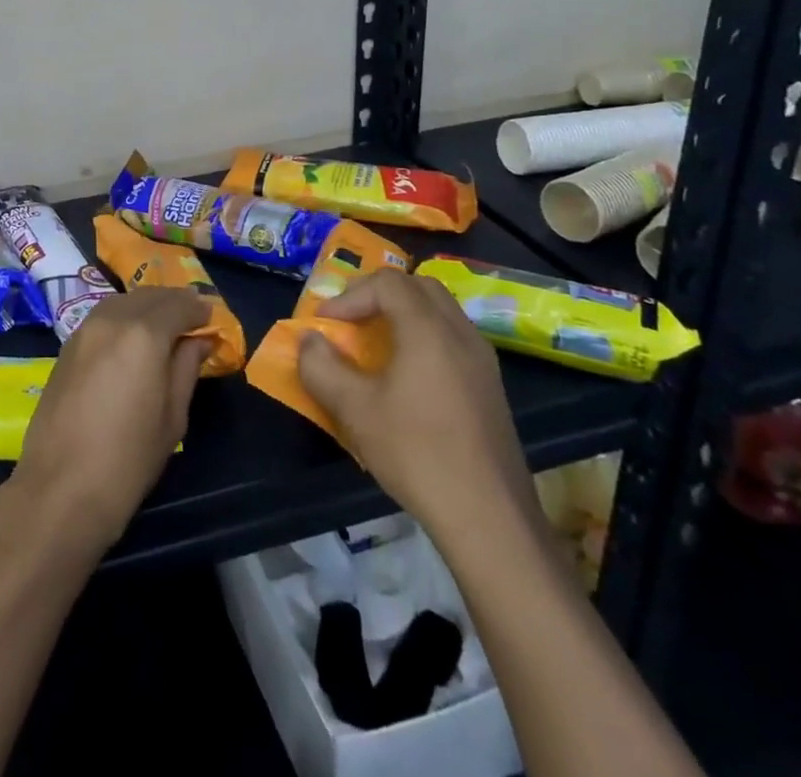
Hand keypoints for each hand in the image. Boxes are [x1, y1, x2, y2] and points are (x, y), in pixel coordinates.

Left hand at [12, 289, 211, 550]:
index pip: (178, 305)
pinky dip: (123, 316)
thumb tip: (198, 340)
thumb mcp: (173, 417)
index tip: (211, 317)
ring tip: (164, 324)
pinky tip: (132, 335)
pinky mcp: (66, 346)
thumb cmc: (128, 459)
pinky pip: (102, 316)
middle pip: (148, 297)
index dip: (198, 309)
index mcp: (144, 334)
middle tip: (192, 316)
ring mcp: (84, 330)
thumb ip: (186, 368)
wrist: (61, 487)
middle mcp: (112, 320)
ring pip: (122, 301)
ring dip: (146, 305)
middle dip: (173, 302)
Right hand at [297, 270, 536, 537]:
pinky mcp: (490, 388)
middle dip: (379, 294)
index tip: (327, 323)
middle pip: (418, 286)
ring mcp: (482, 361)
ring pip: (440, 311)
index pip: (388, 283)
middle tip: (351, 320)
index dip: (350, 295)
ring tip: (374, 345)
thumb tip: (310, 340)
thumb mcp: (353, 409)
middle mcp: (460, 334)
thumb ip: (321, 366)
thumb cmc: (416, 453)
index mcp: (428, 330)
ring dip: (403, 315)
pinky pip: (453, 339)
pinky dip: (424, 337)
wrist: (489, 518)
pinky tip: (406, 377)